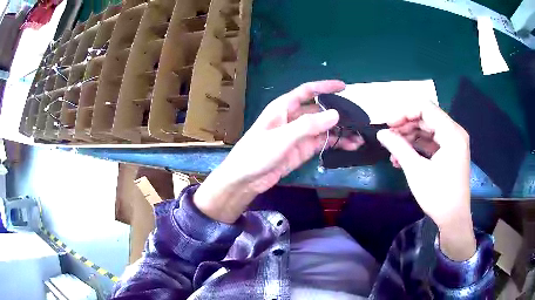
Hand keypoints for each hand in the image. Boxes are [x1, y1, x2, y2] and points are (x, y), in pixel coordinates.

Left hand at [194, 81, 363, 222]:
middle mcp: (293, 118)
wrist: (245, 179)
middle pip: (319, 111)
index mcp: (284, 107)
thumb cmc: (257, 153)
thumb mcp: (282, 137)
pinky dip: (334, 143)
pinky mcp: (301, 150)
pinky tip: (348, 146)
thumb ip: (308, 125)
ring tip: (359, 137)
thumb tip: (335, 114)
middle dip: (338, 113)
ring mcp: (298, 135)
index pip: (307, 91)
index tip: (344, 87)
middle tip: (359, 118)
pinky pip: (321, 143)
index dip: (325, 87)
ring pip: (323, 129)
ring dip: (340, 132)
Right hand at [376, 100, 475, 260]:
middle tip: (388, 138)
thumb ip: (398, 147)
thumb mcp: (416, 171)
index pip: (425, 108)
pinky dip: (418, 146)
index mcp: (451, 133)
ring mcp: (454, 142)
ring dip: (409, 137)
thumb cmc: (438, 196)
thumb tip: (381, 133)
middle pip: (426, 118)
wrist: (453, 219)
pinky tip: (403, 157)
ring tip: (393, 151)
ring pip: (428, 129)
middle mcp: (455, 132)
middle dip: (405, 126)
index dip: (404, 113)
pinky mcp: (451, 152)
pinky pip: (432, 141)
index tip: (388, 125)